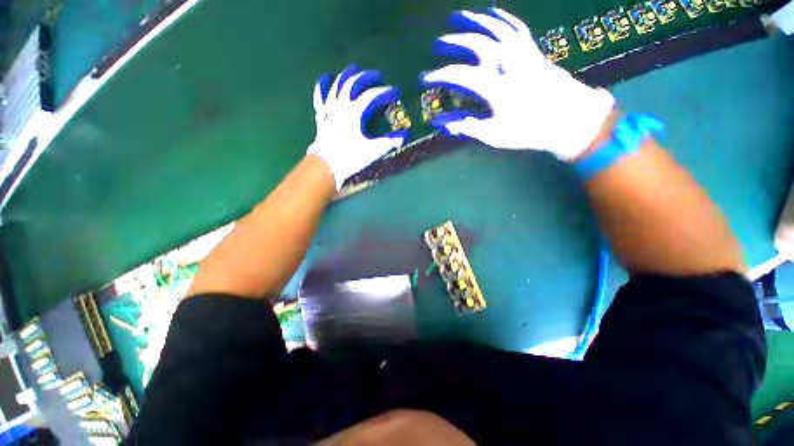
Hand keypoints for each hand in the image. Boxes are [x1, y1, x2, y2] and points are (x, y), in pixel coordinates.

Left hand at [307, 65, 407, 189]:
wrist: (326, 166)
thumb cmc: (350, 158)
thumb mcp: (372, 151)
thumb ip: (388, 142)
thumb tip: (404, 136)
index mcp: (355, 112)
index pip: (372, 96)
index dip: (385, 92)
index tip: (395, 91)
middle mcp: (341, 106)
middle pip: (353, 84)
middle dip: (366, 77)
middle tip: (377, 75)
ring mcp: (329, 109)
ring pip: (337, 85)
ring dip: (346, 76)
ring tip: (354, 69)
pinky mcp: (321, 116)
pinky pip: (320, 96)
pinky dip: (322, 86)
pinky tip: (326, 79)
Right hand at [422, 8, 614, 159]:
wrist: (569, 118)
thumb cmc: (528, 130)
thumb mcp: (493, 134)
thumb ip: (464, 125)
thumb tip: (438, 123)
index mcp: (494, 86)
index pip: (458, 75)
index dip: (438, 76)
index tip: (424, 79)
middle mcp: (505, 62)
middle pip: (473, 44)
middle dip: (451, 43)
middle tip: (435, 45)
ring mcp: (520, 52)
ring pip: (493, 27)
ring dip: (472, 21)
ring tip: (456, 17)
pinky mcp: (532, 49)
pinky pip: (514, 26)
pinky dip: (501, 17)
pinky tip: (491, 12)